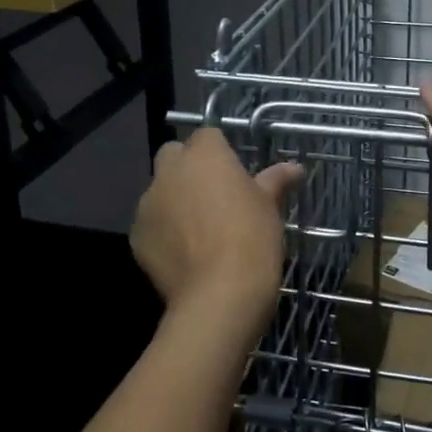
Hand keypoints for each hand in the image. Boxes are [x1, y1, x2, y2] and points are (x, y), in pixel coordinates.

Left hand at [131, 128, 303, 346]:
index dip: (220, 152)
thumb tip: (294, 168)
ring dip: (174, 199)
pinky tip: (184, 252)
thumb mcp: (269, 207)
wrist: (219, 295)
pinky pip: (151, 223)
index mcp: (205, 155)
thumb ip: (275, 181)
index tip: (234, 173)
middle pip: (174, 155)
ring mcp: (148, 203)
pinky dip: (163, 230)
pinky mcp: (137, 235)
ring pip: (159, 190)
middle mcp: (170, 171)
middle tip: (214, 194)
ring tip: (199, 228)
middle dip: (188, 167)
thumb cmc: (252, 239)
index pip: (207, 135)